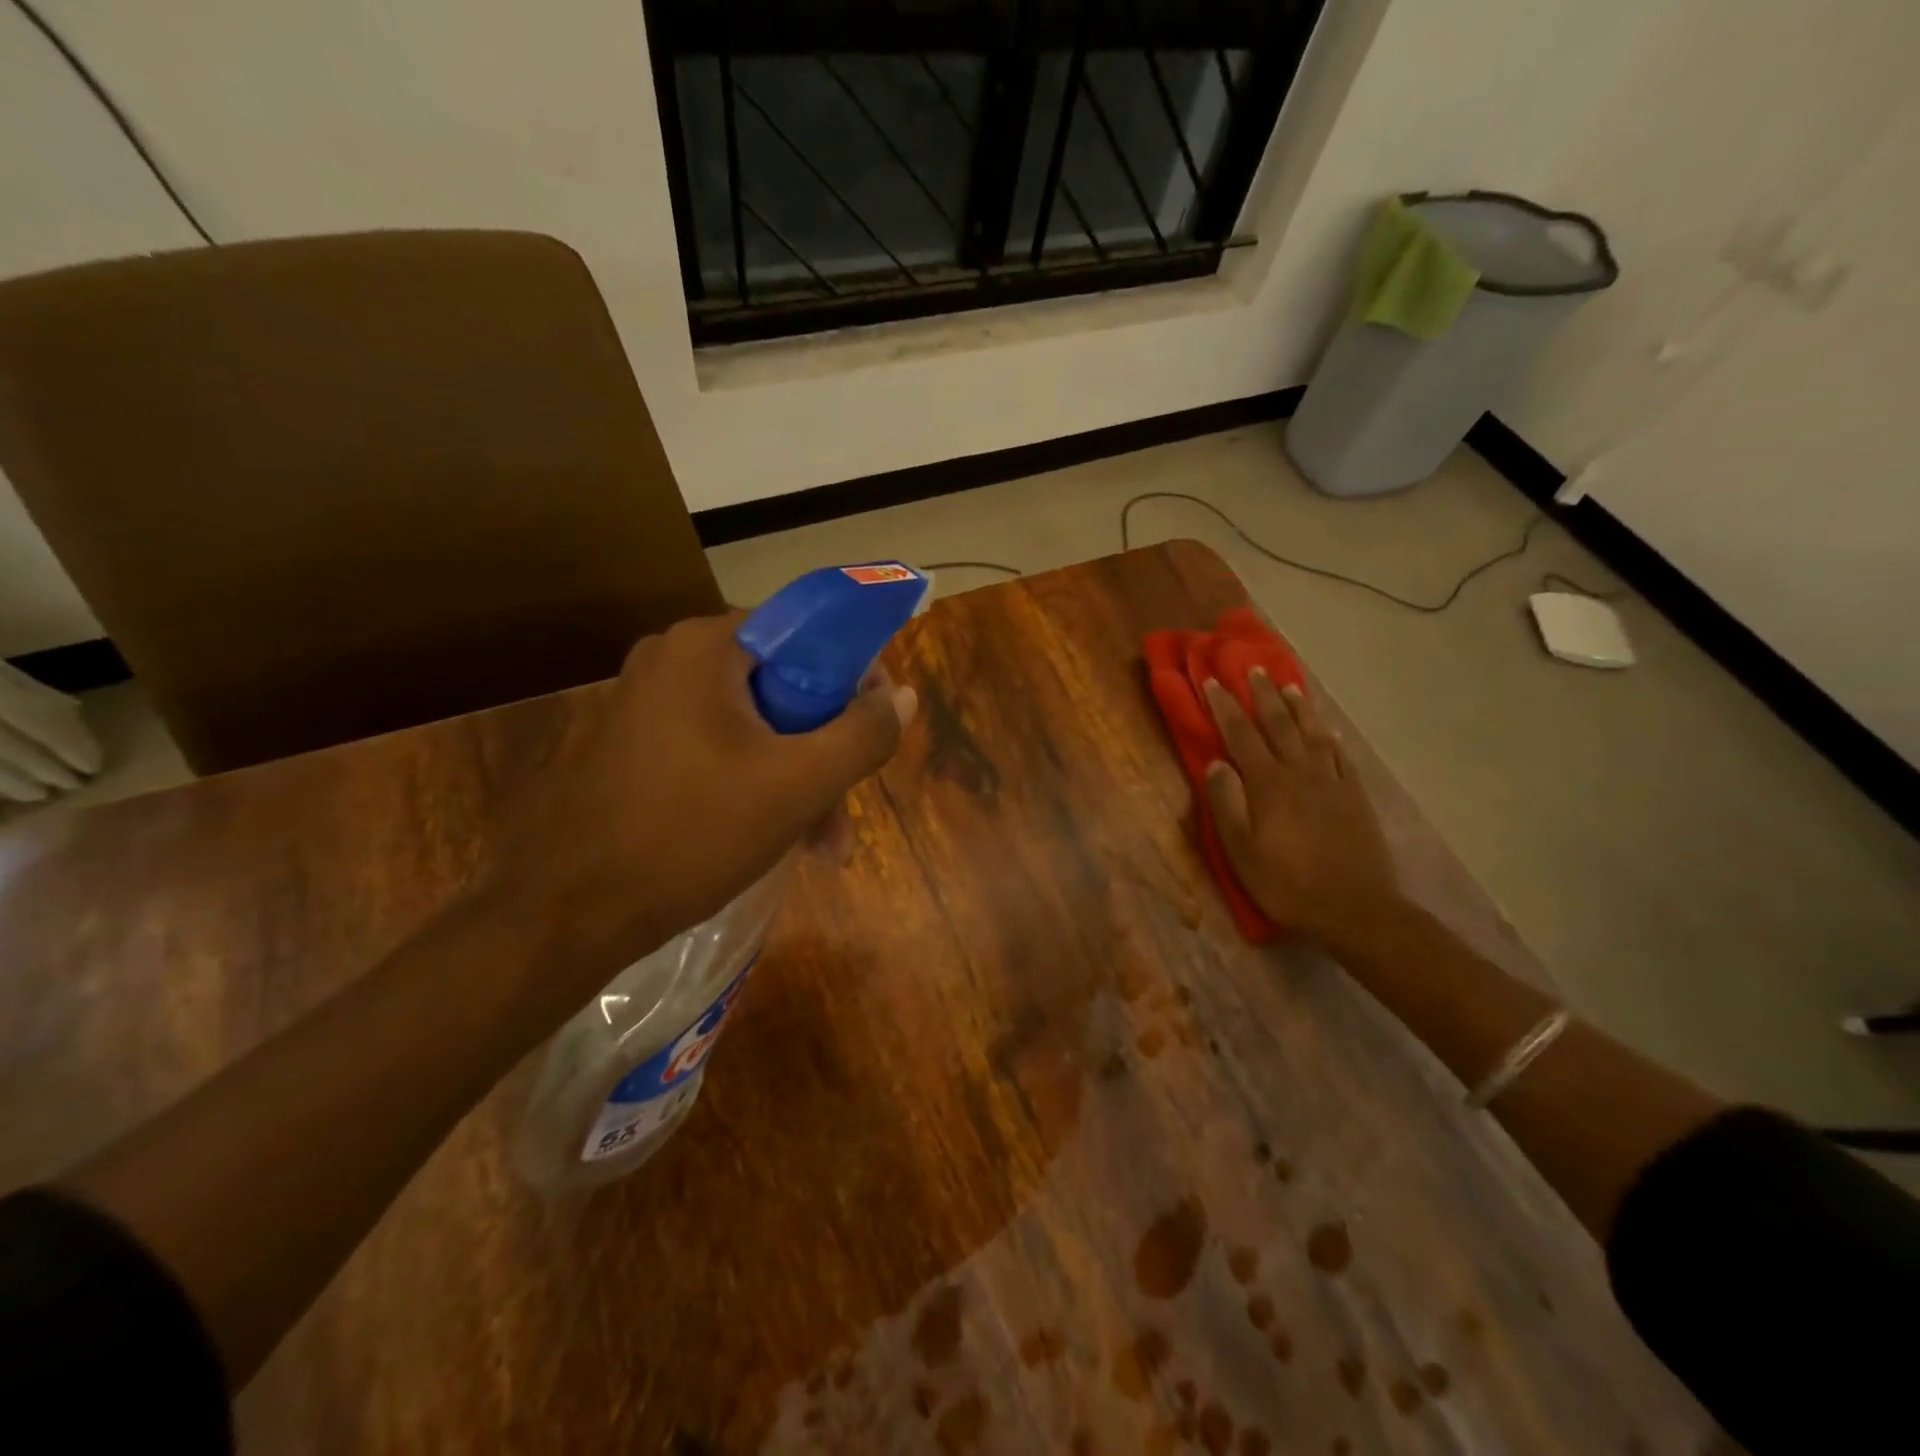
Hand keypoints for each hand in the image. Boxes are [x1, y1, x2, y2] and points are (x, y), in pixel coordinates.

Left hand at [478, 612, 915, 990]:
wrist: (570, 911)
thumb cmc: (692, 834)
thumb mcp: (798, 785)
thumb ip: (863, 735)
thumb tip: (902, 696)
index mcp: (708, 647)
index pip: (808, 633)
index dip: (855, 679)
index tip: (876, 729)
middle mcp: (675, 658)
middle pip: (785, 685)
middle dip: (826, 749)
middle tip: (847, 807)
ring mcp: (651, 701)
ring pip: (757, 724)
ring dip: (799, 778)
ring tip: (825, 845)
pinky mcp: (639, 742)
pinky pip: (722, 746)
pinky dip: (758, 783)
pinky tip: (782, 838)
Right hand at [1202, 672, 1400, 947]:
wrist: (1355, 908)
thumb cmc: (1286, 883)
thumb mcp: (1240, 850)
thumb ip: (1226, 803)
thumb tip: (1216, 764)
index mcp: (1268, 784)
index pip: (1241, 734)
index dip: (1225, 706)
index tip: (1212, 680)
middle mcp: (1301, 772)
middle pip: (1279, 724)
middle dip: (1262, 694)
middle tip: (1252, 668)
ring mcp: (1332, 782)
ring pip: (1313, 733)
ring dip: (1298, 707)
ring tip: (1289, 684)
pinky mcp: (1355, 797)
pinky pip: (1341, 755)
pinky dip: (1330, 736)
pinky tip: (1327, 729)